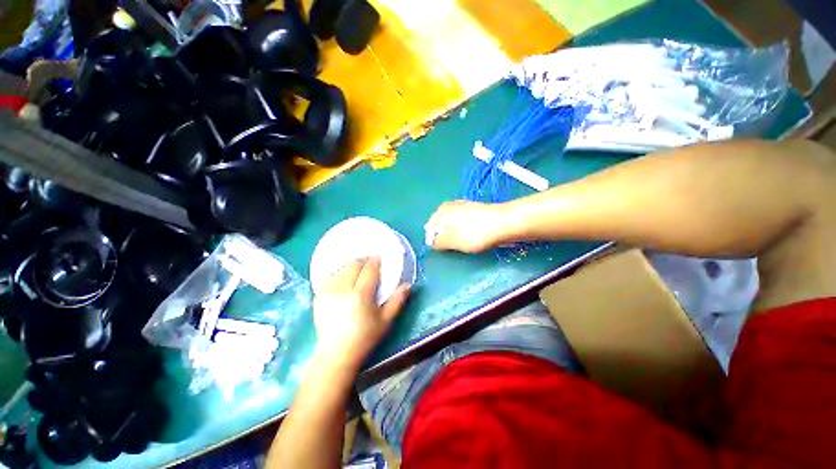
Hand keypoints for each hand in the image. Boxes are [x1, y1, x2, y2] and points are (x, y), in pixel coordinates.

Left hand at [312, 257, 408, 369]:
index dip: (375, 261)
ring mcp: (328, 293)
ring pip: (340, 268)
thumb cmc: (365, 337)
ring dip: (350, 265)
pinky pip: (329, 276)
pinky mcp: (318, 297)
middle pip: (353, 265)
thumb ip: (397, 301)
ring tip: (358, 268)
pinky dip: (338, 272)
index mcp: (360, 295)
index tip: (379, 257)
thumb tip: (407, 285)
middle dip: (363, 260)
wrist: (337, 354)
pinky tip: (343, 276)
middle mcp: (342, 290)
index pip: (369, 270)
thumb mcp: (385, 321)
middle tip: (370, 261)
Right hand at [426, 200, 505, 252]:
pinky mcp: (477, 212)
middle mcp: (451, 206)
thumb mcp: (451, 241)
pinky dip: (467, 233)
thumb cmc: (474, 233)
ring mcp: (465, 207)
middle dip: (447, 238)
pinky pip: (466, 226)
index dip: (434, 240)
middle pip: (443, 226)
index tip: (443, 249)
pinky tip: (475, 238)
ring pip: (455, 227)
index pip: (430, 227)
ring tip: (467, 243)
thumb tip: (432, 243)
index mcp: (442, 210)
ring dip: (458, 237)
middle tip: (456, 247)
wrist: (505, 223)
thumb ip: (437, 242)